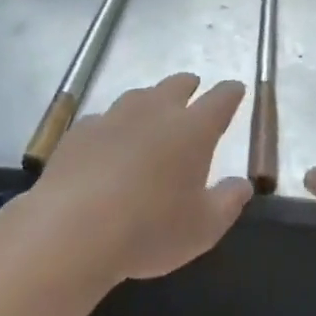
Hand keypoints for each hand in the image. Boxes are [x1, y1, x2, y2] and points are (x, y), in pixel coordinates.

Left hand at [33, 74, 251, 282]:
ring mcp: (115, 116)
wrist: (73, 228)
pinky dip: (113, 127)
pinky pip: (104, 120)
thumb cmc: (149, 229)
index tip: (235, 90)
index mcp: (193, 129)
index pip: (220, 99)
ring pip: (139, 96)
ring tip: (152, 113)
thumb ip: (228, 202)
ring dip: (150, 101)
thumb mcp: (203, 229)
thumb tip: (243, 183)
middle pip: (177, 85)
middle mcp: (156, 111)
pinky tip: (108, 143)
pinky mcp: (82, 130)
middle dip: (188, 85)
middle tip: (193, 90)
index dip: (230, 93)